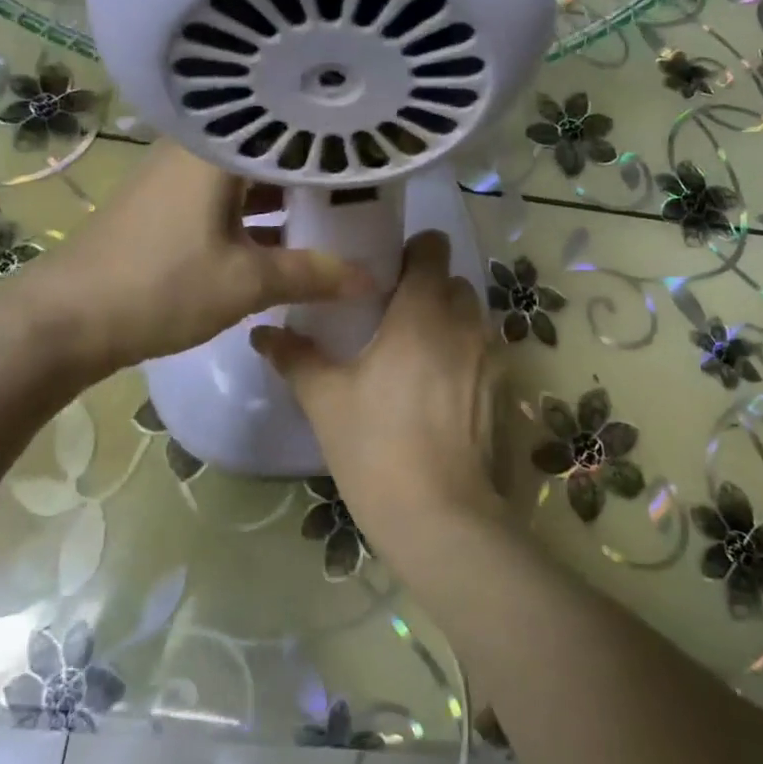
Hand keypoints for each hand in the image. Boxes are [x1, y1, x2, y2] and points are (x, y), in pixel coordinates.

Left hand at [13, 141, 374, 379]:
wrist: (65, 320)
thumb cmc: (161, 286)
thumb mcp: (247, 283)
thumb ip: (314, 275)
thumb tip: (373, 279)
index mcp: (217, 149)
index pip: (289, 126)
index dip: (334, 140)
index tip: (373, 154)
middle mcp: (197, 148)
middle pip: (270, 148)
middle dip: (315, 169)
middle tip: (364, 184)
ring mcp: (178, 176)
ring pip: (248, 174)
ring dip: (287, 194)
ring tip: (337, 210)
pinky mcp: (167, 204)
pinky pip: (228, 195)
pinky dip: (259, 212)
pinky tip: (290, 236)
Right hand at [251, 231, 505, 573]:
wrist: (439, 516)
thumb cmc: (376, 446)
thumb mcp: (325, 399)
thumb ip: (295, 357)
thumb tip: (262, 333)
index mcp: (422, 312)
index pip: (433, 247)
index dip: (413, 250)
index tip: (386, 271)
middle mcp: (464, 323)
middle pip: (453, 280)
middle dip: (427, 287)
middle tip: (391, 313)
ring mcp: (489, 356)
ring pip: (471, 315)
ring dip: (447, 319)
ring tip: (413, 350)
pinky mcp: (500, 388)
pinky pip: (482, 349)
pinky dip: (462, 351)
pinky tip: (436, 387)